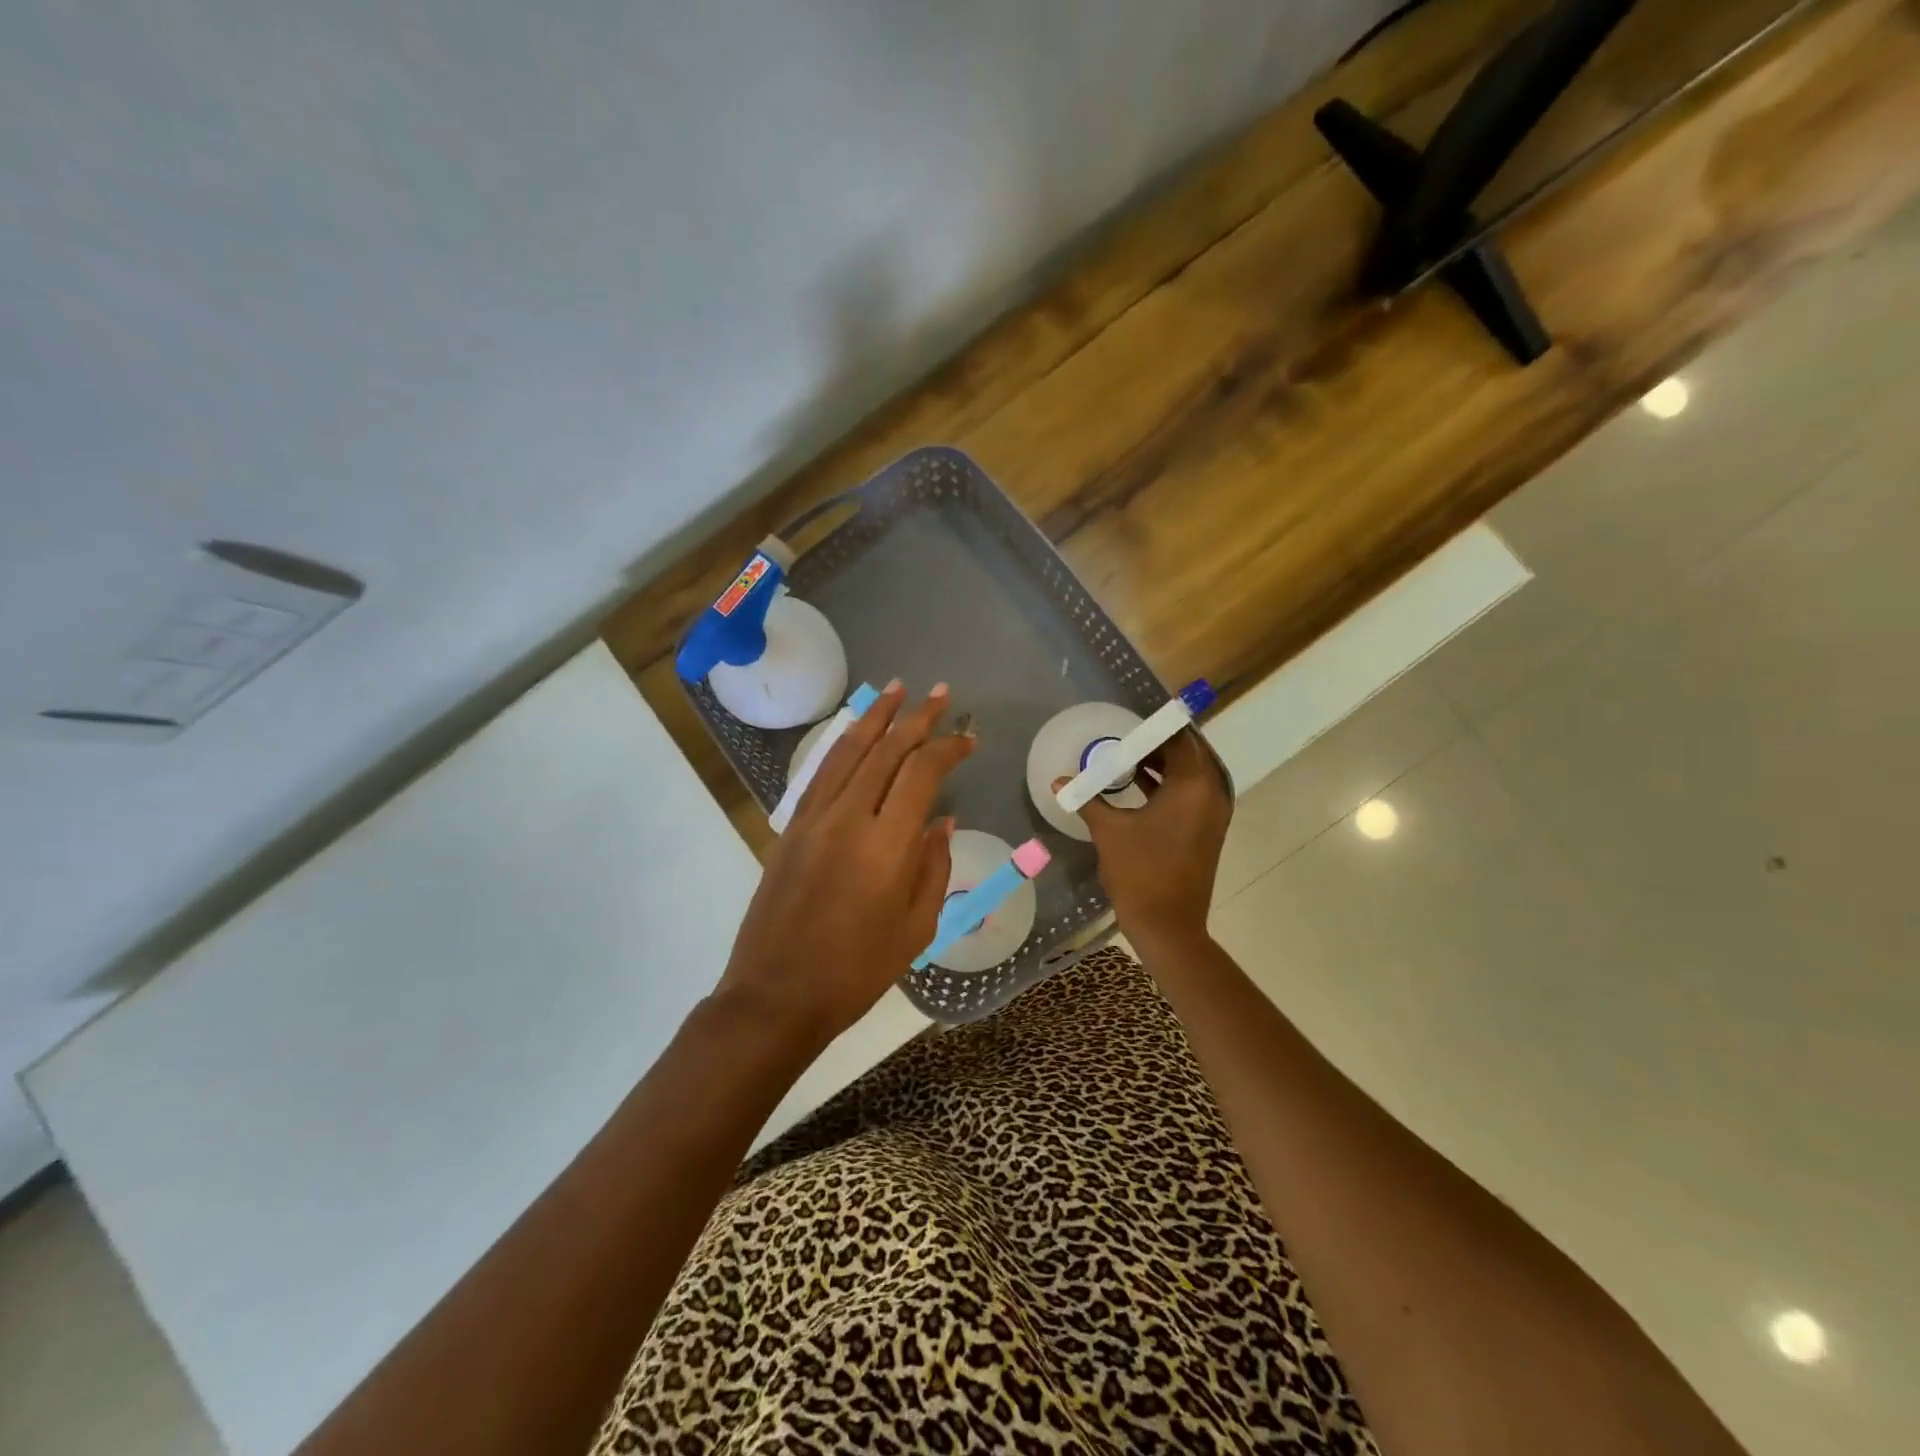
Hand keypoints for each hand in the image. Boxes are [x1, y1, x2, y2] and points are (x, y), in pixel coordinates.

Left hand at [716, 682, 973, 1047]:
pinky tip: (854, 733)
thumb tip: (941, 821)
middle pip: (886, 751)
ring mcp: (813, 819)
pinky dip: (842, 744)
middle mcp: (848, 817)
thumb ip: (933, 866)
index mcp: (886, 845)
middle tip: (940, 694)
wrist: (777, 995)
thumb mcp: (915, 927)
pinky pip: (821, 773)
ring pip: (848, 751)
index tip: (968, 738)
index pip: (922, 773)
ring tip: (896, 690)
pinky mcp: (791, 828)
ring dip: (875, 717)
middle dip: (917, 718)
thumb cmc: (857, 971)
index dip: (948, 748)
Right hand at [1055, 729, 1230, 947]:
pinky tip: (1136, 780)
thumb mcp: (1109, 830)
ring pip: (1191, 772)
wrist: (1168, 925)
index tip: (1127, 718)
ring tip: (1125, 754)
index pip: (1179, 737)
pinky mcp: (1207, 828)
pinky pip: (1191, 791)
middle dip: (1157, 741)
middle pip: (1188, 751)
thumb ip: (1087, 798)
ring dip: (1162, 762)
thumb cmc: (1139, 872)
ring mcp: (1213, 812)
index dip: (1154, 726)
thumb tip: (1059, 781)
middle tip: (1124, 734)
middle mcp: (1212, 792)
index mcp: (1193, 784)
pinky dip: (1168, 782)